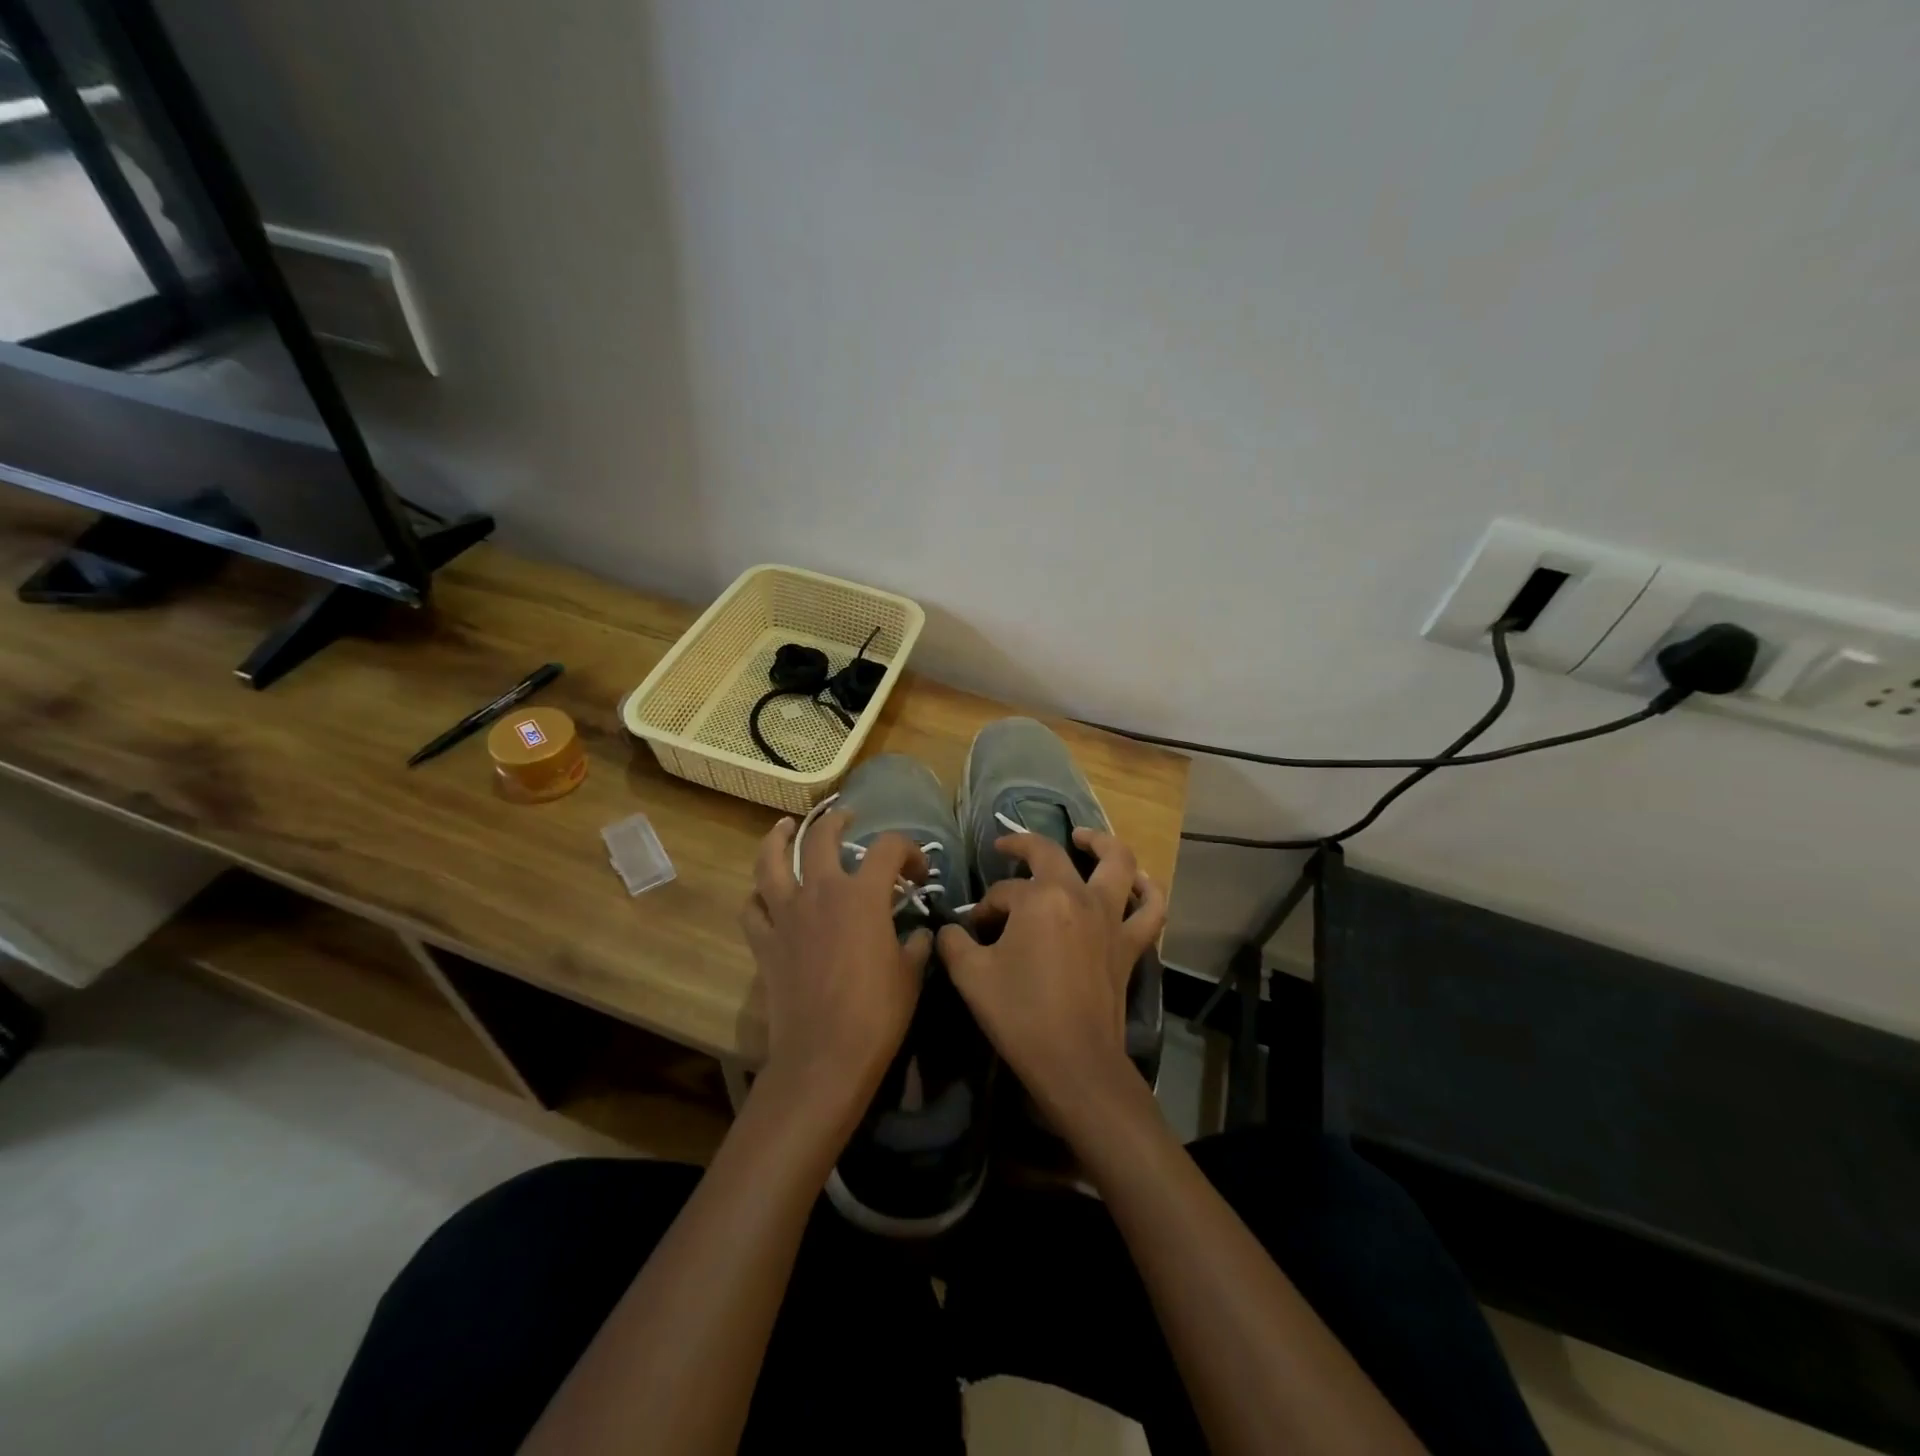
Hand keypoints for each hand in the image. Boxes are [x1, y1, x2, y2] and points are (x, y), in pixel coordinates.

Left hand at [741, 811, 931, 1111]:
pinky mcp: (764, 942)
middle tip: (846, 819)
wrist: (824, 1056)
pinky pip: (752, 907)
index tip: (918, 873)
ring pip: (771, 862)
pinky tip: (764, 892)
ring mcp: (786, 915)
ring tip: (785, 827)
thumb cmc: (877, 1013)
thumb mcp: (912, 974)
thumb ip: (916, 944)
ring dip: (778, 839)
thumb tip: (919, 933)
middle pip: (822, 838)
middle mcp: (821, 892)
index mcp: (863, 895)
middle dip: (837, 822)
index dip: (908, 851)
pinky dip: (758, 895)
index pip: (889, 848)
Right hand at [936, 827, 1166, 1121]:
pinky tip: (1137, 881)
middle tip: (1008, 848)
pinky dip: (1148, 890)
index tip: (975, 929)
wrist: (1073, 1062)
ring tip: (1083, 837)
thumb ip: (954, 942)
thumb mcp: (970, 975)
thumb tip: (953, 929)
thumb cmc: (1019, 1014)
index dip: (985, 907)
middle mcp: (1079, 896)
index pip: (1004, 891)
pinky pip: (1151, 908)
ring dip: (1100, 842)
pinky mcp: (1130, 944)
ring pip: (1117, 862)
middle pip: (1051, 854)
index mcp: (1040, 898)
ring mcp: (1111, 917)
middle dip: (1024, 846)